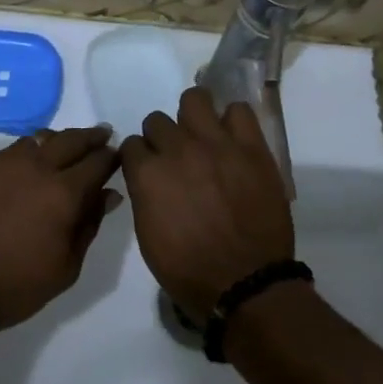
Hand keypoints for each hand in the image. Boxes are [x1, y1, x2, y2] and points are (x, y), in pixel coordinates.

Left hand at [0, 126, 122, 328]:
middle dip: (91, 137)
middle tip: (102, 135)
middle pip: (71, 139)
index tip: (118, 155)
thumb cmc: (14, 283)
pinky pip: (10, 151)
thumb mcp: (65, 268)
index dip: (111, 156)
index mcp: (64, 191)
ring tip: (64, 147)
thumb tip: (107, 195)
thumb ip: (89, 225)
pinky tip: (25, 166)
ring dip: (58, 141)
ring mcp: (3, 162)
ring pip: (39, 139)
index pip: (98, 161)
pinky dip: (27, 153)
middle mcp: (37, 166)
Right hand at [117, 87, 294, 317]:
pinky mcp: (251, 147)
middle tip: (177, 159)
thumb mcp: (148, 237)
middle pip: (157, 120)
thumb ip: (144, 196)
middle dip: (162, 139)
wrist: (246, 284)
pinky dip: (233, 122)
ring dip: (193, 117)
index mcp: (148, 174)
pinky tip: (233, 140)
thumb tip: (148, 179)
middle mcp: (177, 149)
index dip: (139, 158)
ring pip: (194, 99)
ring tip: (203, 137)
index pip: (131, 144)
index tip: (149, 169)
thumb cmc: (189, 271)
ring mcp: (216, 143)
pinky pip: (239, 110)